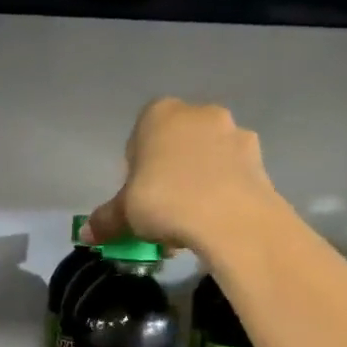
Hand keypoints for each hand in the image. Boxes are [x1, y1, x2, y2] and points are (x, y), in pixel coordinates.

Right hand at [85, 97, 277, 253]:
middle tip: (163, 211)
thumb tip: (87, 234)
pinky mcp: (259, 158)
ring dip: (198, 182)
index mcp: (159, 114)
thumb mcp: (125, 214)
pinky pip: (231, 174)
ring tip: (191, 223)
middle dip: (170, 174)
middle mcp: (198, 113)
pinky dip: (223, 192)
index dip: (136, 169)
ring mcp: (233, 132)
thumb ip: (106, 220)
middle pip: (176, 144)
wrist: (230, 218)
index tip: (138, 198)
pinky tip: (215, 221)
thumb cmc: (165, 202)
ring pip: (207, 157)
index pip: (139, 137)